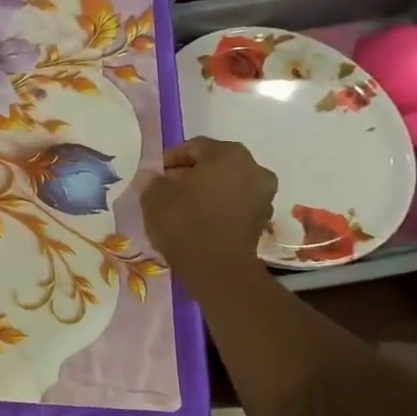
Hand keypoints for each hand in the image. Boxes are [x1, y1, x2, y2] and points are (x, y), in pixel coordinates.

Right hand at [141, 136, 276, 287]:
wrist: (217, 268)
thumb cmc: (184, 222)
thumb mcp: (154, 196)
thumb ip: (152, 180)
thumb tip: (153, 176)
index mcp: (228, 154)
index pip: (195, 147)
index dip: (171, 158)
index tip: (154, 174)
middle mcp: (253, 168)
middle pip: (215, 164)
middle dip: (190, 174)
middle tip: (167, 188)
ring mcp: (263, 195)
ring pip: (227, 185)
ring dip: (206, 191)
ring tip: (181, 206)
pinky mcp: (262, 220)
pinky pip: (234, 205)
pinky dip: (217, 207)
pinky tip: (197, 220)